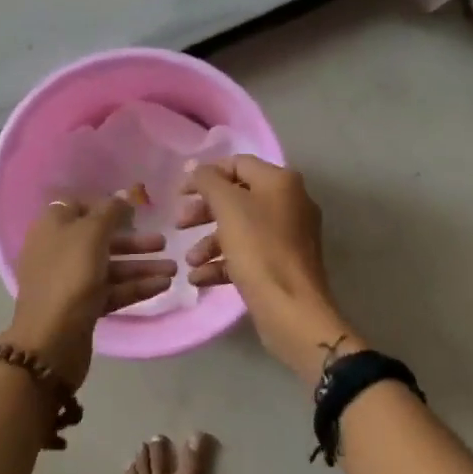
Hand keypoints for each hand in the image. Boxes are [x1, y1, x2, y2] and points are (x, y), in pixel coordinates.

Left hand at [4, 194, 174, 387]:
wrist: (51, 339)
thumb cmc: (70, 274)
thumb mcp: (91, 233)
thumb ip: (110, 211)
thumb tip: (123, 195)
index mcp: (53, 226)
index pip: (80, 207)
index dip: (107, 207)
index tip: (135, 211)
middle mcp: (58, 250)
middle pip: (100, 239)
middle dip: (134, 241)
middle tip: (164, 242)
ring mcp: (70, 281)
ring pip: (110, 267)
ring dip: (141, 266)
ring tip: (174, 269)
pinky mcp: (82, 307)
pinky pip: (112, 290)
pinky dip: (136, 287)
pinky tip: (163, 285)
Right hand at [180, 156, 360, 381]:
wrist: (292, 309)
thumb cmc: (259, 249)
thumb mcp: (228, 207)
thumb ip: (209, 181)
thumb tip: (198, 168)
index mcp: (280, 182)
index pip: (237, 164)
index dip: (206, 175)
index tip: (180, 193)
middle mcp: (289, 203)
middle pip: (237, 197)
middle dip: (204, 212)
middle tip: (179, 226)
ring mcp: (288, 236)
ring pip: (240, 228)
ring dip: (209, 242)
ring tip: (190, 262)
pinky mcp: (283, 264)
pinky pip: (248, 255)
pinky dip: (223, 263)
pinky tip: (200, 278)